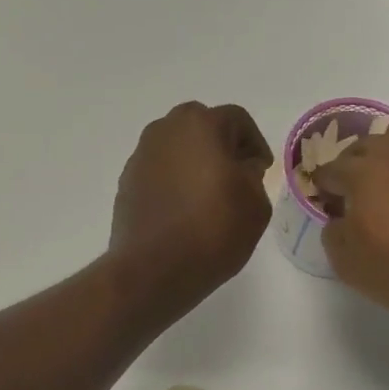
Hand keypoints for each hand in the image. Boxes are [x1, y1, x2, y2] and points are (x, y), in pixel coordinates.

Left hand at [109, 102, 273, 318]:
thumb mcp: (256, 204)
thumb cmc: (213, 231)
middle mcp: (165, 130)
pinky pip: (159, 172)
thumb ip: (253, 176)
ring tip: (209, 196)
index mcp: (201, 124)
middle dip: (221, 147)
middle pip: (202, 127)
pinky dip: (174, 182)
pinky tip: (184, 211)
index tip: (261, 170)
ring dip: (194, 163)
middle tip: (236, 177)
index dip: (255, 144)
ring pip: (177, 149)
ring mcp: (141, 156)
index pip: (238, 120)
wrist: (154, 269)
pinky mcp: (127, 183)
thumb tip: (239, 169)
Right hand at [317, 133, 388, 328]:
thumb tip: (340, 220)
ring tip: (387, 202)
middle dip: (352, 167)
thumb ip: (333, 233)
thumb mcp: (347, 263)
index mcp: (364, 171)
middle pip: (365, 148)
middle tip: (351, 197)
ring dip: (386, 170)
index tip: (325, 208)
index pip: (329, 170)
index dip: (322, 189)